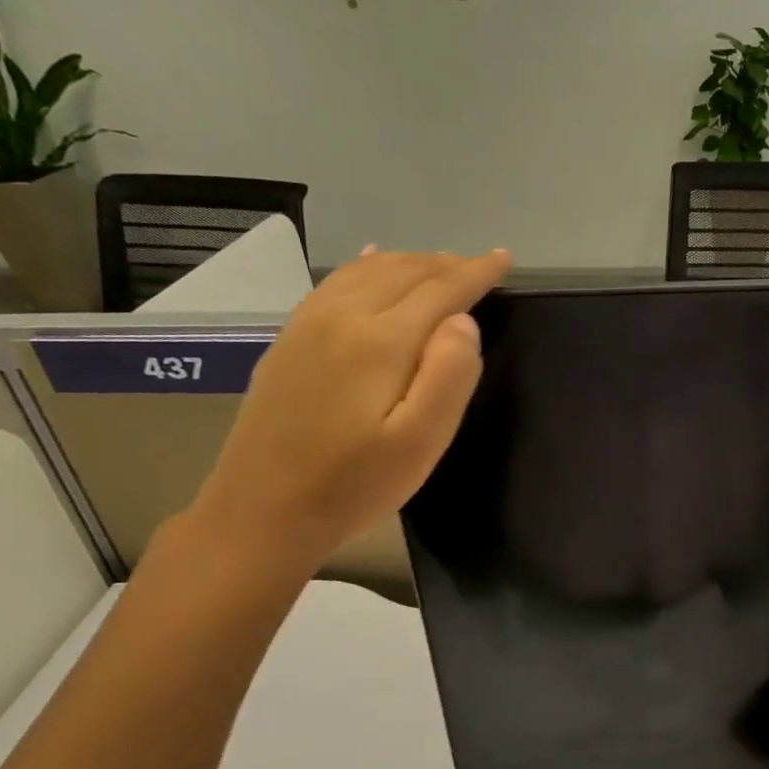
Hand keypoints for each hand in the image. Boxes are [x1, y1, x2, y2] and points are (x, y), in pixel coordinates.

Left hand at [194, 248, 510, 568]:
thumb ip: (449, 376)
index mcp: (380, 340)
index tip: (505, 259)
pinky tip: (373, 261)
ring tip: (442, 266)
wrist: (263, 510)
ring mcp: (309, 324)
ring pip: (370, 271)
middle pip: (405, 272)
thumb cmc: (354, 484)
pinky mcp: (290, 338)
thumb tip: (463, 321)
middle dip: (448, 265)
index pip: (441, 290)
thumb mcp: (420, 443)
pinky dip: (367, 265)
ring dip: (412, 262)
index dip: (477, 273)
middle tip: (482, 266)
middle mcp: (343, 316)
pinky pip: (336, 281)